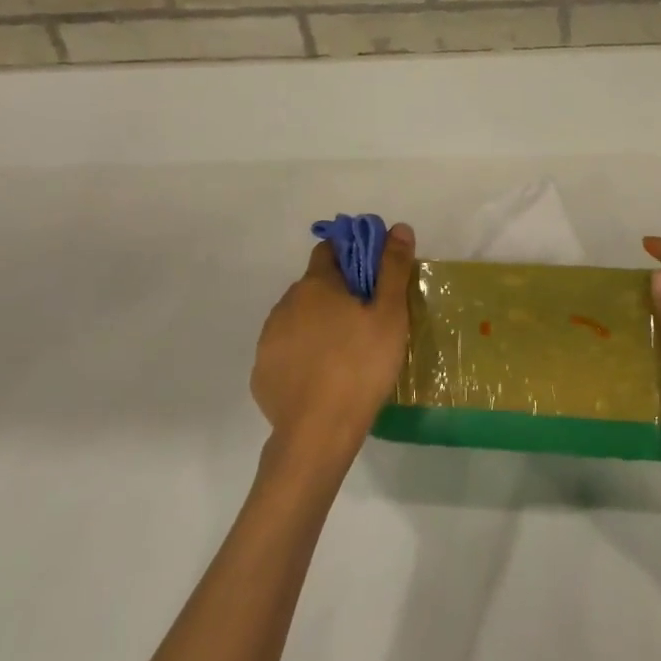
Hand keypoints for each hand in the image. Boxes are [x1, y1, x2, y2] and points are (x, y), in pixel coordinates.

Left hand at [252, 223, 415, 476]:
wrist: (318, 433)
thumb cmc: (360, 366)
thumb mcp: (389, 315)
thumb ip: (393, 268)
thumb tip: (398, 227)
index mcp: (316, 285)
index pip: (329, 252)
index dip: (351, 258)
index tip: (371, 278)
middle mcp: (286, 303)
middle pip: (314, 287)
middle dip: (336, 295)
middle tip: (364, 322)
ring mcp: (269, 339)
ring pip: (297, 319)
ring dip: (316, 325)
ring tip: (344, 354)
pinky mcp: (262, 372)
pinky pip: (285, 352)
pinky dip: (301, 356)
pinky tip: (320, 379)